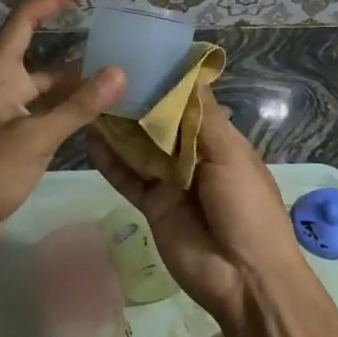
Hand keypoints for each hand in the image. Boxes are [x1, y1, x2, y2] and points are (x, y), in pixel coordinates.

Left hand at [0, 0, 123, 248]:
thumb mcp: (35, 138)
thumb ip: (78, 106)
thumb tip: (120, 72)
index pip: (25, 20)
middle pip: (38, 54)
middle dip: (74, 49)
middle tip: (114, 43)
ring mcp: (0, 111)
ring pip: (42, 88)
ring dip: (73, 85)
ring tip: (115, 82)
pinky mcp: (5, 136)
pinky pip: (40, 112)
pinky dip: (64, 110)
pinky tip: (93, 117)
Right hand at [86, 86, 304, 326]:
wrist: (244, 278)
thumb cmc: (247, 208)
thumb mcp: (232, 156)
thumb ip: (203, 118)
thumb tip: (188, 73)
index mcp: (220, 141)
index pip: (189, 105)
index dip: (166, 84)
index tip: (139, 58)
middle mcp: (193, 157)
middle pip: (160, 126)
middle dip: (137, 104)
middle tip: (104, 76)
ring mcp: (171, 183)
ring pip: (140, 150)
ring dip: (119, 129)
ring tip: (91, 100)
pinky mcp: (152, 206)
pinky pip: (128, 179)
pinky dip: (111, 162)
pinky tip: (90, 139)